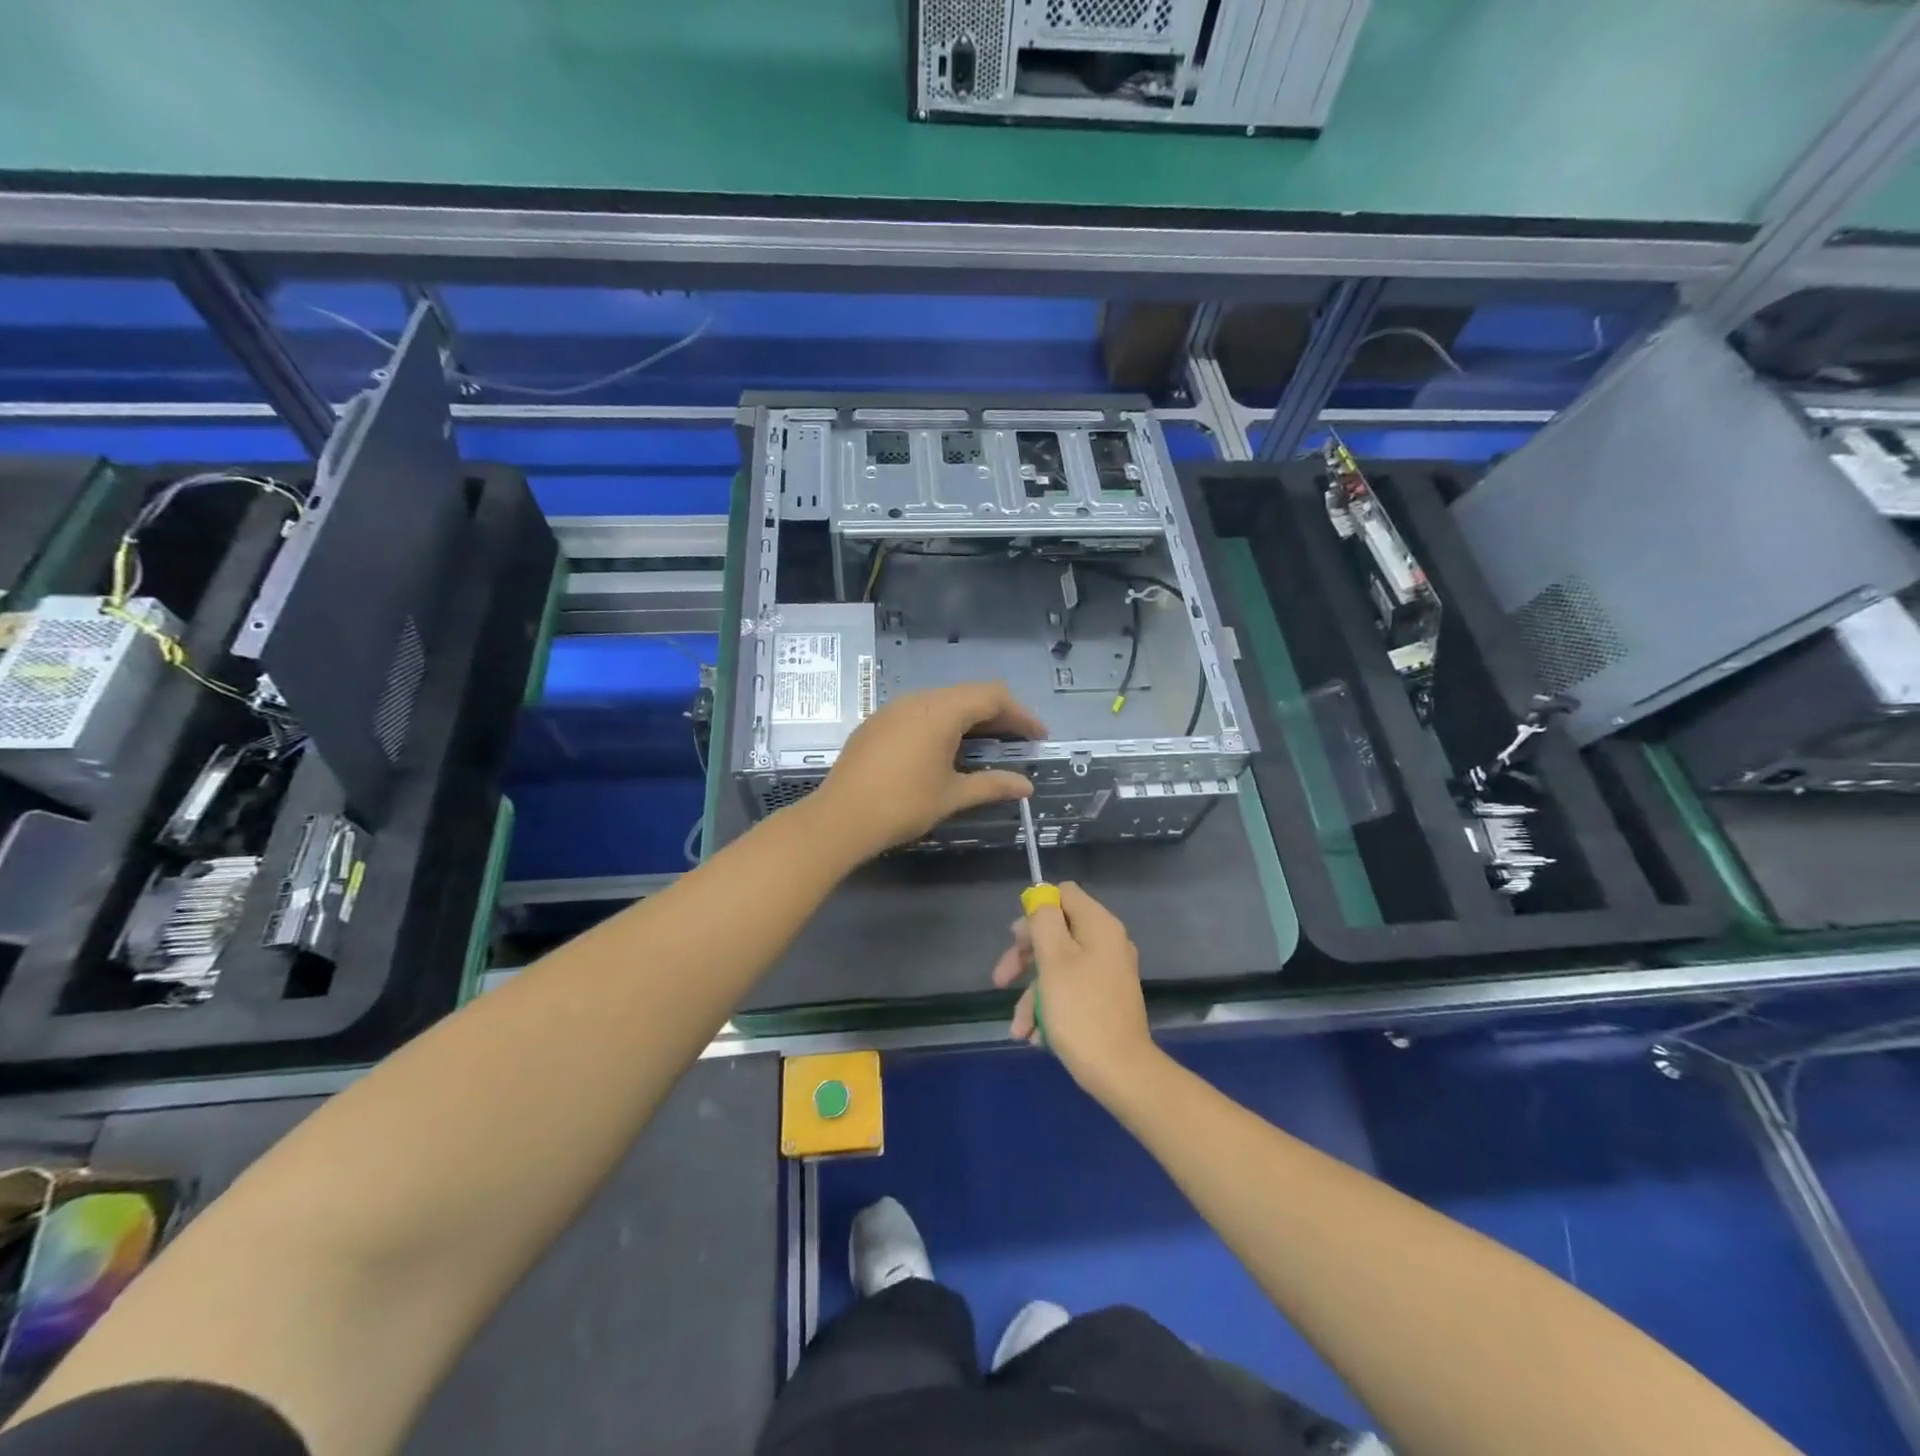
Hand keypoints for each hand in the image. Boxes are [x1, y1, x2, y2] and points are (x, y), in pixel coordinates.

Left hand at [809, 682, 1045, 859]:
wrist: (840, 818)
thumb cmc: (903, 804)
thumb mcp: (953, 795)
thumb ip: (992, 784)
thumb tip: (1026, 786)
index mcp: (941, 711)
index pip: (992, 697)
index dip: (1021, 714)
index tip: (1038, 737)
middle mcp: (918, 700)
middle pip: (968, 695)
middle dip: (998, 716)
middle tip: (1018, 742)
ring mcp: (893, 709)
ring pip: (942, 702)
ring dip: (969, 719)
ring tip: (986, 746)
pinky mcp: (877, 723)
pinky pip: (919, 712)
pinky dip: (942, 724)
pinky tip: (945, 750)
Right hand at [990, 881, 1157, 1100]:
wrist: (1121, 1072)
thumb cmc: (1081, 1010)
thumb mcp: (1053, 959)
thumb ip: (1044, 921)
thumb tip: (1041, 897)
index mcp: (1099, 926)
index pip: (1064, 894)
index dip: (1036, 910)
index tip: (1016, 939)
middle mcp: (1107, 943)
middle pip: (1057, 932)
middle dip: (1025, 958)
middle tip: (1001, 979)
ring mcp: (1108, 973)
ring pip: (1058, 968)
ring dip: (1032, 995)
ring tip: (1019, 1028)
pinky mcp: (1105, 1000)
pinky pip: (1071, 991)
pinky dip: (1050, 1009)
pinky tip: (1036, 1036)